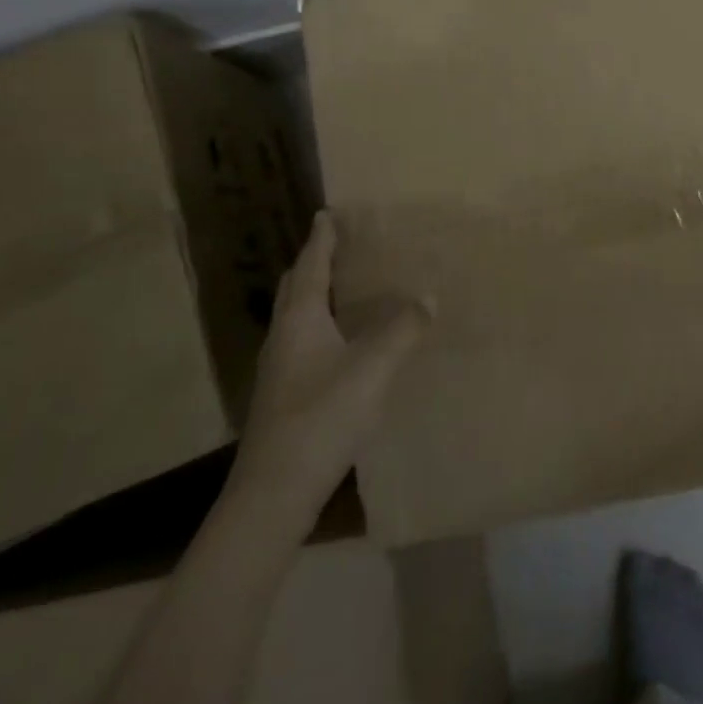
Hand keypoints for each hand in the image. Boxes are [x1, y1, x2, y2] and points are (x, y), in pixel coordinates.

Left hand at [230, 211, 431, 523]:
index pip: (310, 265)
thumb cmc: (322, 417)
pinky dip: (321, 326)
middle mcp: (283, 336)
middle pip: (295, 287)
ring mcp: (278, 369)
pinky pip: (303, 342)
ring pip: (296, 316)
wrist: (273, 491)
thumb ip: (403, 329)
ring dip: (316, 295)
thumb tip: (428, 295)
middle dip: (314, 263)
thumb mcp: (372, 369)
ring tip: (345, 288)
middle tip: (339, 246)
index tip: (327, 213)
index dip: (321, 238)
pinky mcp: (283, 396)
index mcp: (300, 318)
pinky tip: (341, 344)